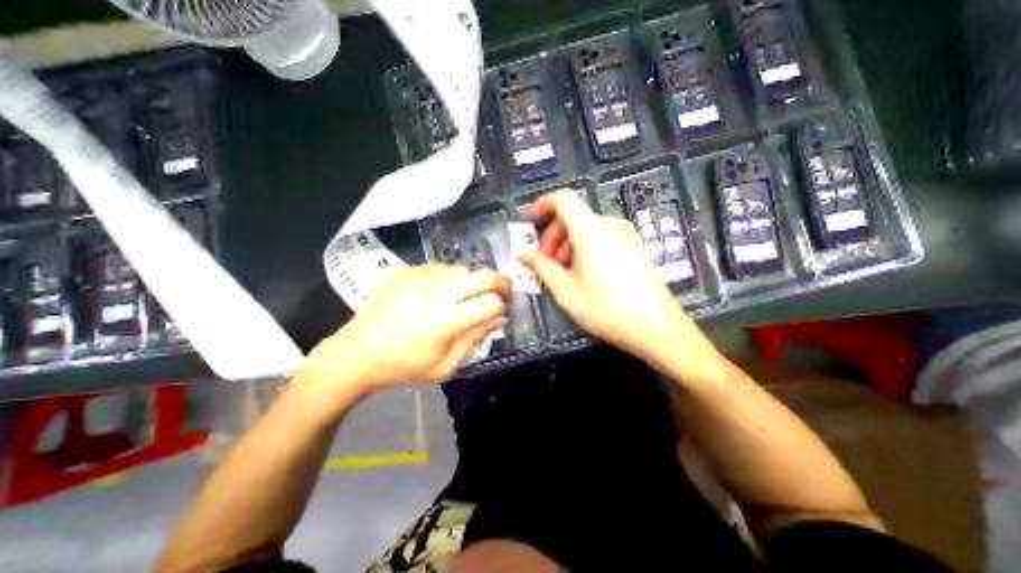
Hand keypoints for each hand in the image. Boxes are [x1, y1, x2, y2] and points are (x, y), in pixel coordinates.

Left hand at [295, 266, 510, 400]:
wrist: (357, 353)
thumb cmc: (403, 366)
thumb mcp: (445, 366)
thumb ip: (475, 339)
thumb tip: (499, 317)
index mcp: (446, 321)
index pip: (491, 302)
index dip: (503, 307)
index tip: (502, 313)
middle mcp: (437, 292)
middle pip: (484, 275)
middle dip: (501, 283)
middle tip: (503, 293)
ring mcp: (421, 277)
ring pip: (465, 269)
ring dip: (476, 281)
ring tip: (470, 296)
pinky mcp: (409, 271)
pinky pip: (443, 267)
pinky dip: (454, 277)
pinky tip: (446, 290)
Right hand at [522, 193, 711, 370]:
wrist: (656, 327)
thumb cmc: (606, 309)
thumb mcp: (566, 290)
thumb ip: (541, 267)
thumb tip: (522, 254)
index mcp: (591, 231)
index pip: (563, 199)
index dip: (542, 204)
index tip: (529, 221)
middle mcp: (610, 225)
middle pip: (573, 217)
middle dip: (553, 237)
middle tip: (545, 264)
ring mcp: (625, 235)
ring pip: (586, 229)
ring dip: (568, 246)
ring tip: (564, 275)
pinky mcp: (633, 246)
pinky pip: (601, 238)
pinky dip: (584, 249)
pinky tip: (584, 274)